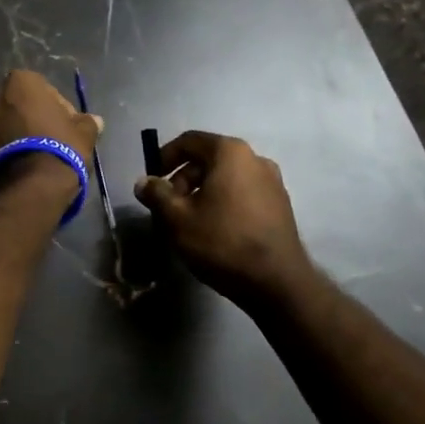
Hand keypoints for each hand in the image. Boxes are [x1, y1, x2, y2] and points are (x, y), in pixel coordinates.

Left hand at [0, 70, 101, 198]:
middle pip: (12, 103)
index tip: (62, 125)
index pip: (40, 88)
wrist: (30, 186)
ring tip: (23, 156)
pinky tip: (9, 167)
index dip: (53, 107)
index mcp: (20, 82)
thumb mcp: (84, 134)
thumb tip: (95, 120)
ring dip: (5, 134)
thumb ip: (87, 122)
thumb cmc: (60, 148)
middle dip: (23, 116)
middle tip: (41, 138)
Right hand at [134, 131, 312, 306]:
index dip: (164, 156)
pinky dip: (223, 202)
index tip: (152, 180)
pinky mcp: (280, 205)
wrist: (277, 282)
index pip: (189, 141)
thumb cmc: (222, 242)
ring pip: (226, 178)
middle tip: (168, 207)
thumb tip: (143, 182)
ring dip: (202, 193)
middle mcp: (255, 159)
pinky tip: (214, 230)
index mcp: (230, 153)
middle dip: (183, 179)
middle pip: (208, 159)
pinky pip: (242, 193)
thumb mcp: (177, 218)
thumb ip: (156, 194)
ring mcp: (272, 182)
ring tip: (188, 222)